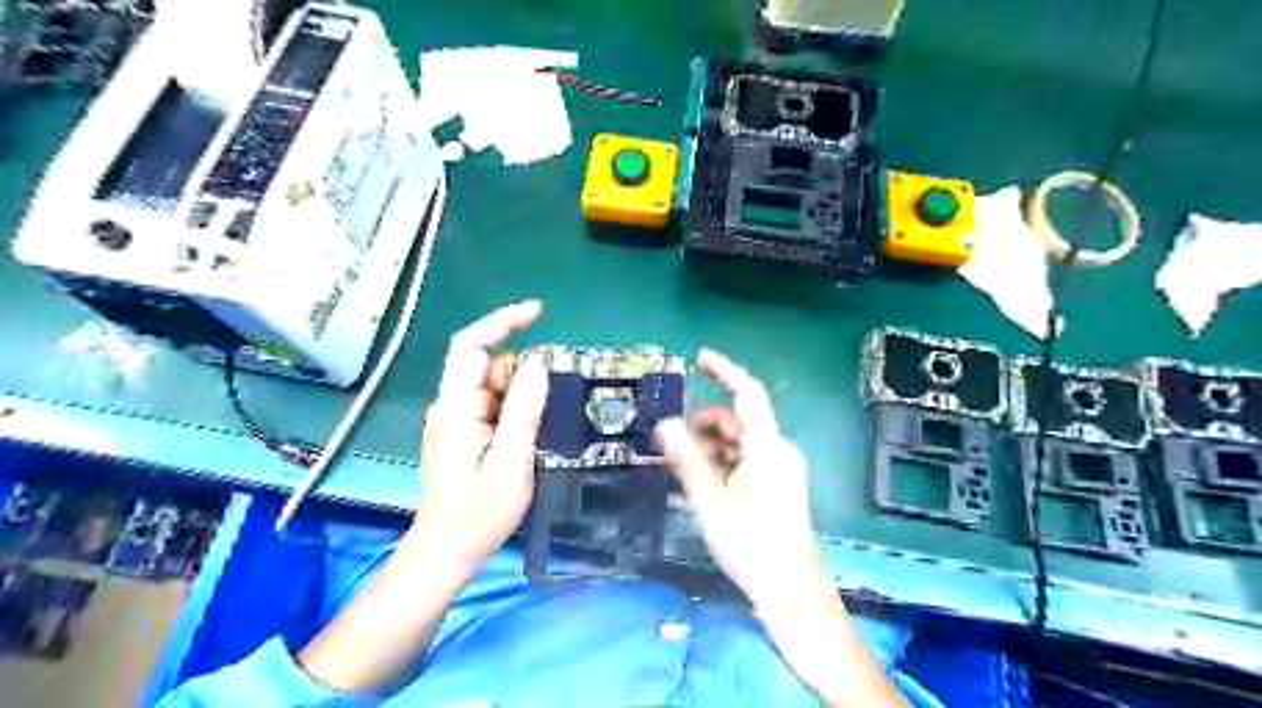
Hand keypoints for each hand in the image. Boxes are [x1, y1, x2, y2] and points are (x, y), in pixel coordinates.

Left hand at [416, 301, 547, 571]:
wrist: (445, 553)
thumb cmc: (477, 514)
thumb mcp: (510, 464)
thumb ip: (523, 413)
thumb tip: (538, 365)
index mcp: (456, 408)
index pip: (470, 346)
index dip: (501, 322)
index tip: (538, 313)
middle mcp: (451, 406)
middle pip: (489, 367)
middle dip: (523, 374)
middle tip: (553, 405)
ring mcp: (456, 421)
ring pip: (494, 388)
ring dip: (523, 396)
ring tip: (544, 427)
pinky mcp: (465, 434)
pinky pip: (494, 407)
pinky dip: (517, 410)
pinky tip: (533, 433)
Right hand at [655, 350, 825, 606]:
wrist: (790, 591)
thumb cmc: (752, 546)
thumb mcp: (712, 502)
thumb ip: (688, 460)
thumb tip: (665, 423)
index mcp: (768, 447)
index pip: (747, 394)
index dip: (725, 371)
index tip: (700, 357)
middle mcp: (777, 451)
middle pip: (736, 420)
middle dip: (703, 425)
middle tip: (671, 445)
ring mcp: (778, 468)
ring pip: (737, 442)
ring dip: (708, 448)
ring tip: (680, 471)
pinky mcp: (776, 484)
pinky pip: (744, 460)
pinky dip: (720, 464)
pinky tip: (698, 485)